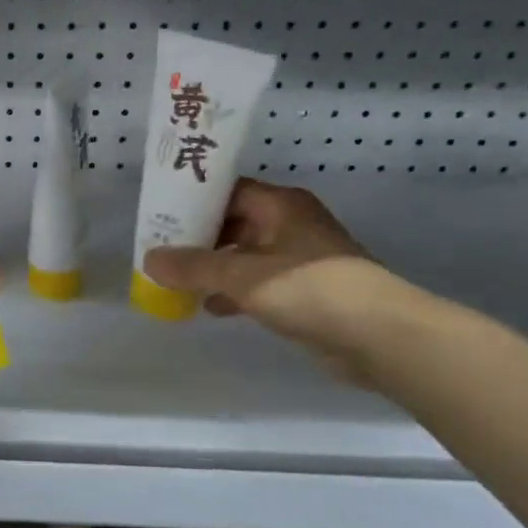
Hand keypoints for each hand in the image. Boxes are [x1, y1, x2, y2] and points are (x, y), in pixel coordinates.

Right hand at [143, 180, 400, 378]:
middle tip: (159, 250)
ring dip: (212, 268)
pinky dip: (232, 291)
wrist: (378, 336)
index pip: (228, 191)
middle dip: (197, 238)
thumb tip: (149, 260)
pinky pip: (256, 282)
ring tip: (175, 281)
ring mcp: (298, 259)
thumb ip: (193, 267)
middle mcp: (289, 224)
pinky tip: (209, 307)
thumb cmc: (309, 290)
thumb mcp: (242, 275)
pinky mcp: (303, 291)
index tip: (159, 214)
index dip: (193, 200)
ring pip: (243, 255)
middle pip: (233, 223)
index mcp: (280, 206)